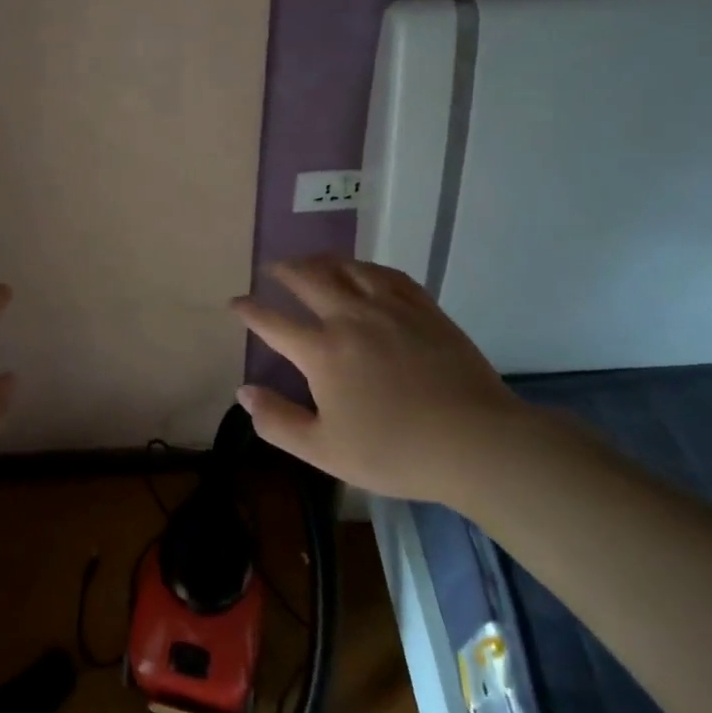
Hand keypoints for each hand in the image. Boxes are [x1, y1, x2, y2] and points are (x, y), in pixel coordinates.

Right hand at [230, 256, 530, 505]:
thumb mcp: (324, 451)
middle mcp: (350, 318)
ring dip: (321, 260)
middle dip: (283, 270)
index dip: (249, 310)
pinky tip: (362, 270)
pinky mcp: (423, 308)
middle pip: (308, 279)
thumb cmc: (395, 452)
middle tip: (272, 268)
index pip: (273, 322)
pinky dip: (365, 266)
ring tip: (310, 260)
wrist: (476, 443)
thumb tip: (243, 392)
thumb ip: (278, 421)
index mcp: (322, 352)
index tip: (235, 302)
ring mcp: (389, 308)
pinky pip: (386, 273)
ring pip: (346, 267)